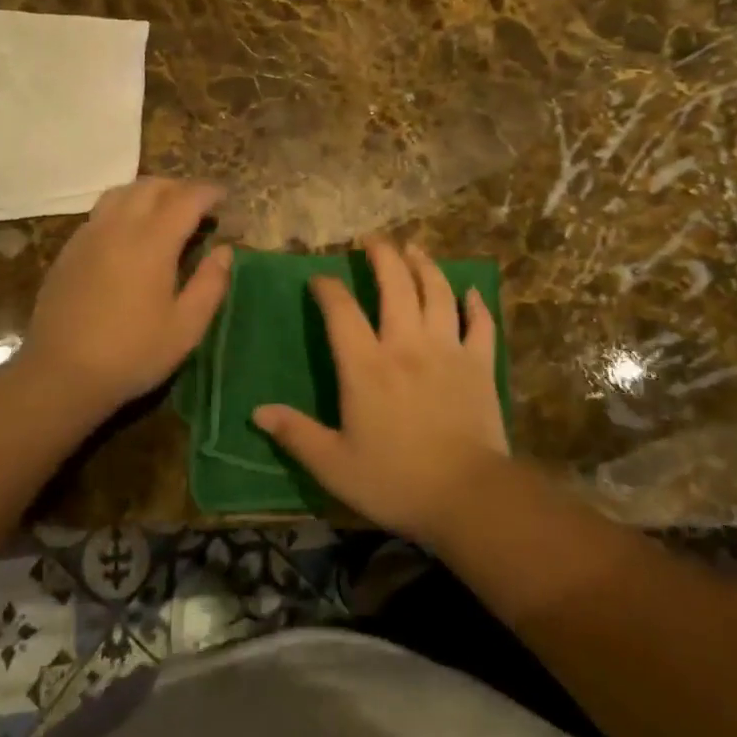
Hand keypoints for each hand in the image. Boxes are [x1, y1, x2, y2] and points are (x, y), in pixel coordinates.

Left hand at [24, 178, 230, 417]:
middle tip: (199, 205)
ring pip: (123, 192)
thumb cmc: (131, 354)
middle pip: (152, 186)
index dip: (209, 192)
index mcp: (152, 241)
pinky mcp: (70, 249)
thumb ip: (210, 284)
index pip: (186, 198)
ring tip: (165, 211)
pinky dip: (125, 207)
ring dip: (150, 192)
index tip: (224, 197)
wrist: (59, 375)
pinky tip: (130, 234)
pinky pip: (102, 211)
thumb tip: (225, 251)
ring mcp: (90, 234)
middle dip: (180, 187)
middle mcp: (119, 226)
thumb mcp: (186, 328)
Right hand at [253, 240, 507, 543]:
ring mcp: (447, 350)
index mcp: (366, 365)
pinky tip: (471, 291)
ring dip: (425, 266)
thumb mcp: (334, 465)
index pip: (341, 310)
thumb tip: (256, 412)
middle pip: (395, 284)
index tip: (319, 278)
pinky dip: (476, 304)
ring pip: (438, 293)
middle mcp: (406, 344)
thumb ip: (296, 434)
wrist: (468, 497)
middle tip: (372, 239)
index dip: (327, 287)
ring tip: (415, 249)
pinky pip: (480, 324)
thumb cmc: (395, 481)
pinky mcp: (480, 364)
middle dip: (382, 255)